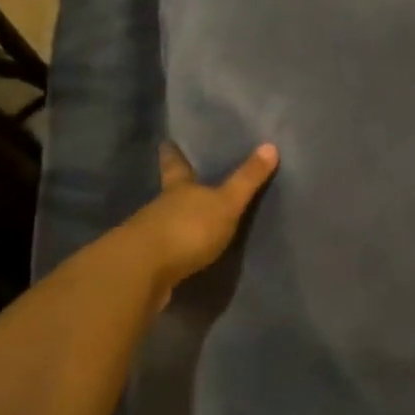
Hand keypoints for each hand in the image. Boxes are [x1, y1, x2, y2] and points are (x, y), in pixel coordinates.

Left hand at [124, 142, 278, 302]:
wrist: (143, 271)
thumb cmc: (188, 228)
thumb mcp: (226, 202)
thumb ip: (247, 179)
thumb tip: (271, 145)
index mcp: (179, 188)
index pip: (176, 165)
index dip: (173, 154)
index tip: (166, 142)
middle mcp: (160, 207)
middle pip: (168, 193)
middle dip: (175, 188)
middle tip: (181, 180)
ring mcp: (149, 236)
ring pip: (164, 221)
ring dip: (174, 221)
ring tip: (188, 221)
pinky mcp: (146, 264)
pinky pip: (163, 252)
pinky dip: (172, 251)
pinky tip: (180, 256)